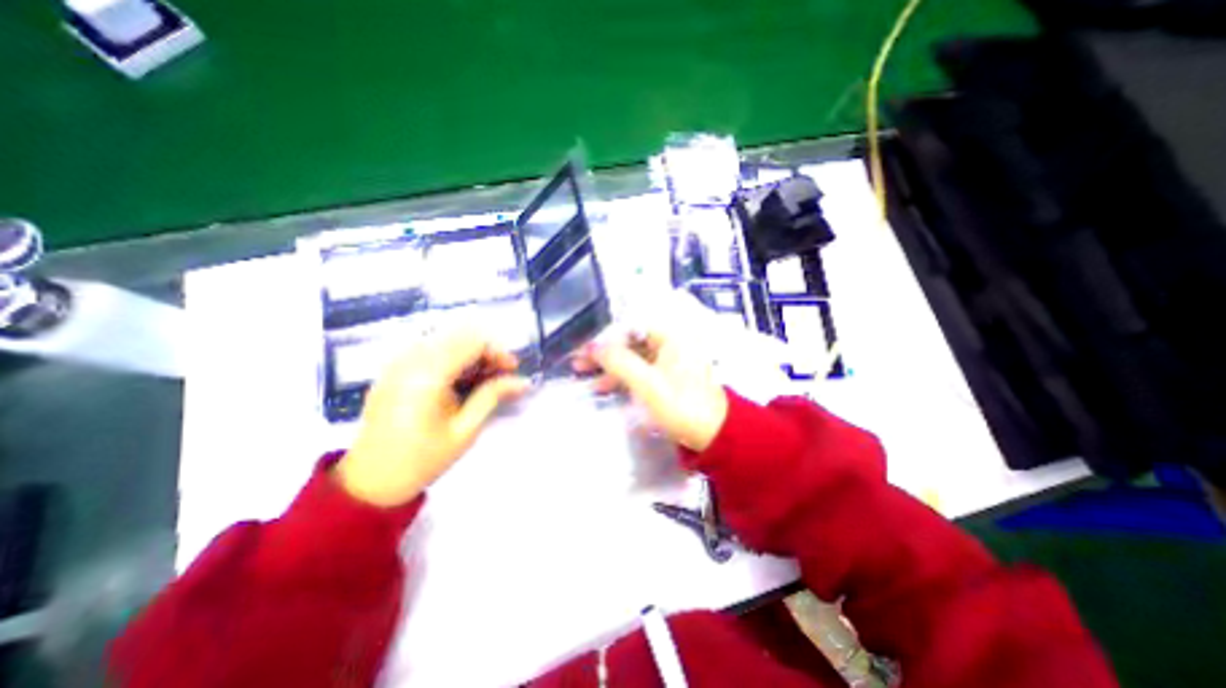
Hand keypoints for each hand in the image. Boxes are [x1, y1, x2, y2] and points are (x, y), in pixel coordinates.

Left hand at [332, 330, 531, 508]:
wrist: (371, 482)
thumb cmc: (423, 459)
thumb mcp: (465, 430)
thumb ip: (493, 396)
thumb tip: (523, 381)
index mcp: (427, 376)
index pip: (471, 342)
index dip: (497, 351)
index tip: (512, 371)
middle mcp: (409, 360)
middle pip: (458, 336)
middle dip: (485, 352)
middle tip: (500, 376)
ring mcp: (397, 363)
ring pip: (444, 340)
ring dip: (469, 354)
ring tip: (482, 380)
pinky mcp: (392, 370)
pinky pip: (428, 350)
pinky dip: (450, 359)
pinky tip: (458, 381)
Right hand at [575, 327, 724, 451]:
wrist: (711, 434)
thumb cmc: (681, 406)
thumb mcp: (647, 384)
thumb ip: (619, 362)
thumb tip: (593, 346)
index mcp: (671, 335)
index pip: (630, 327)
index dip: (604, 337)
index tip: (582, 348)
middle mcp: (670, 341)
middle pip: (629, 340)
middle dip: (603, 352)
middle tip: (578, 361)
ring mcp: (668, 358)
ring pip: (632, 356)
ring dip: (609, 365)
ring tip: (583, 374)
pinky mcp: (666, 374)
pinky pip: (639, 369)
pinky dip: (621, 376)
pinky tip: (602, 386)